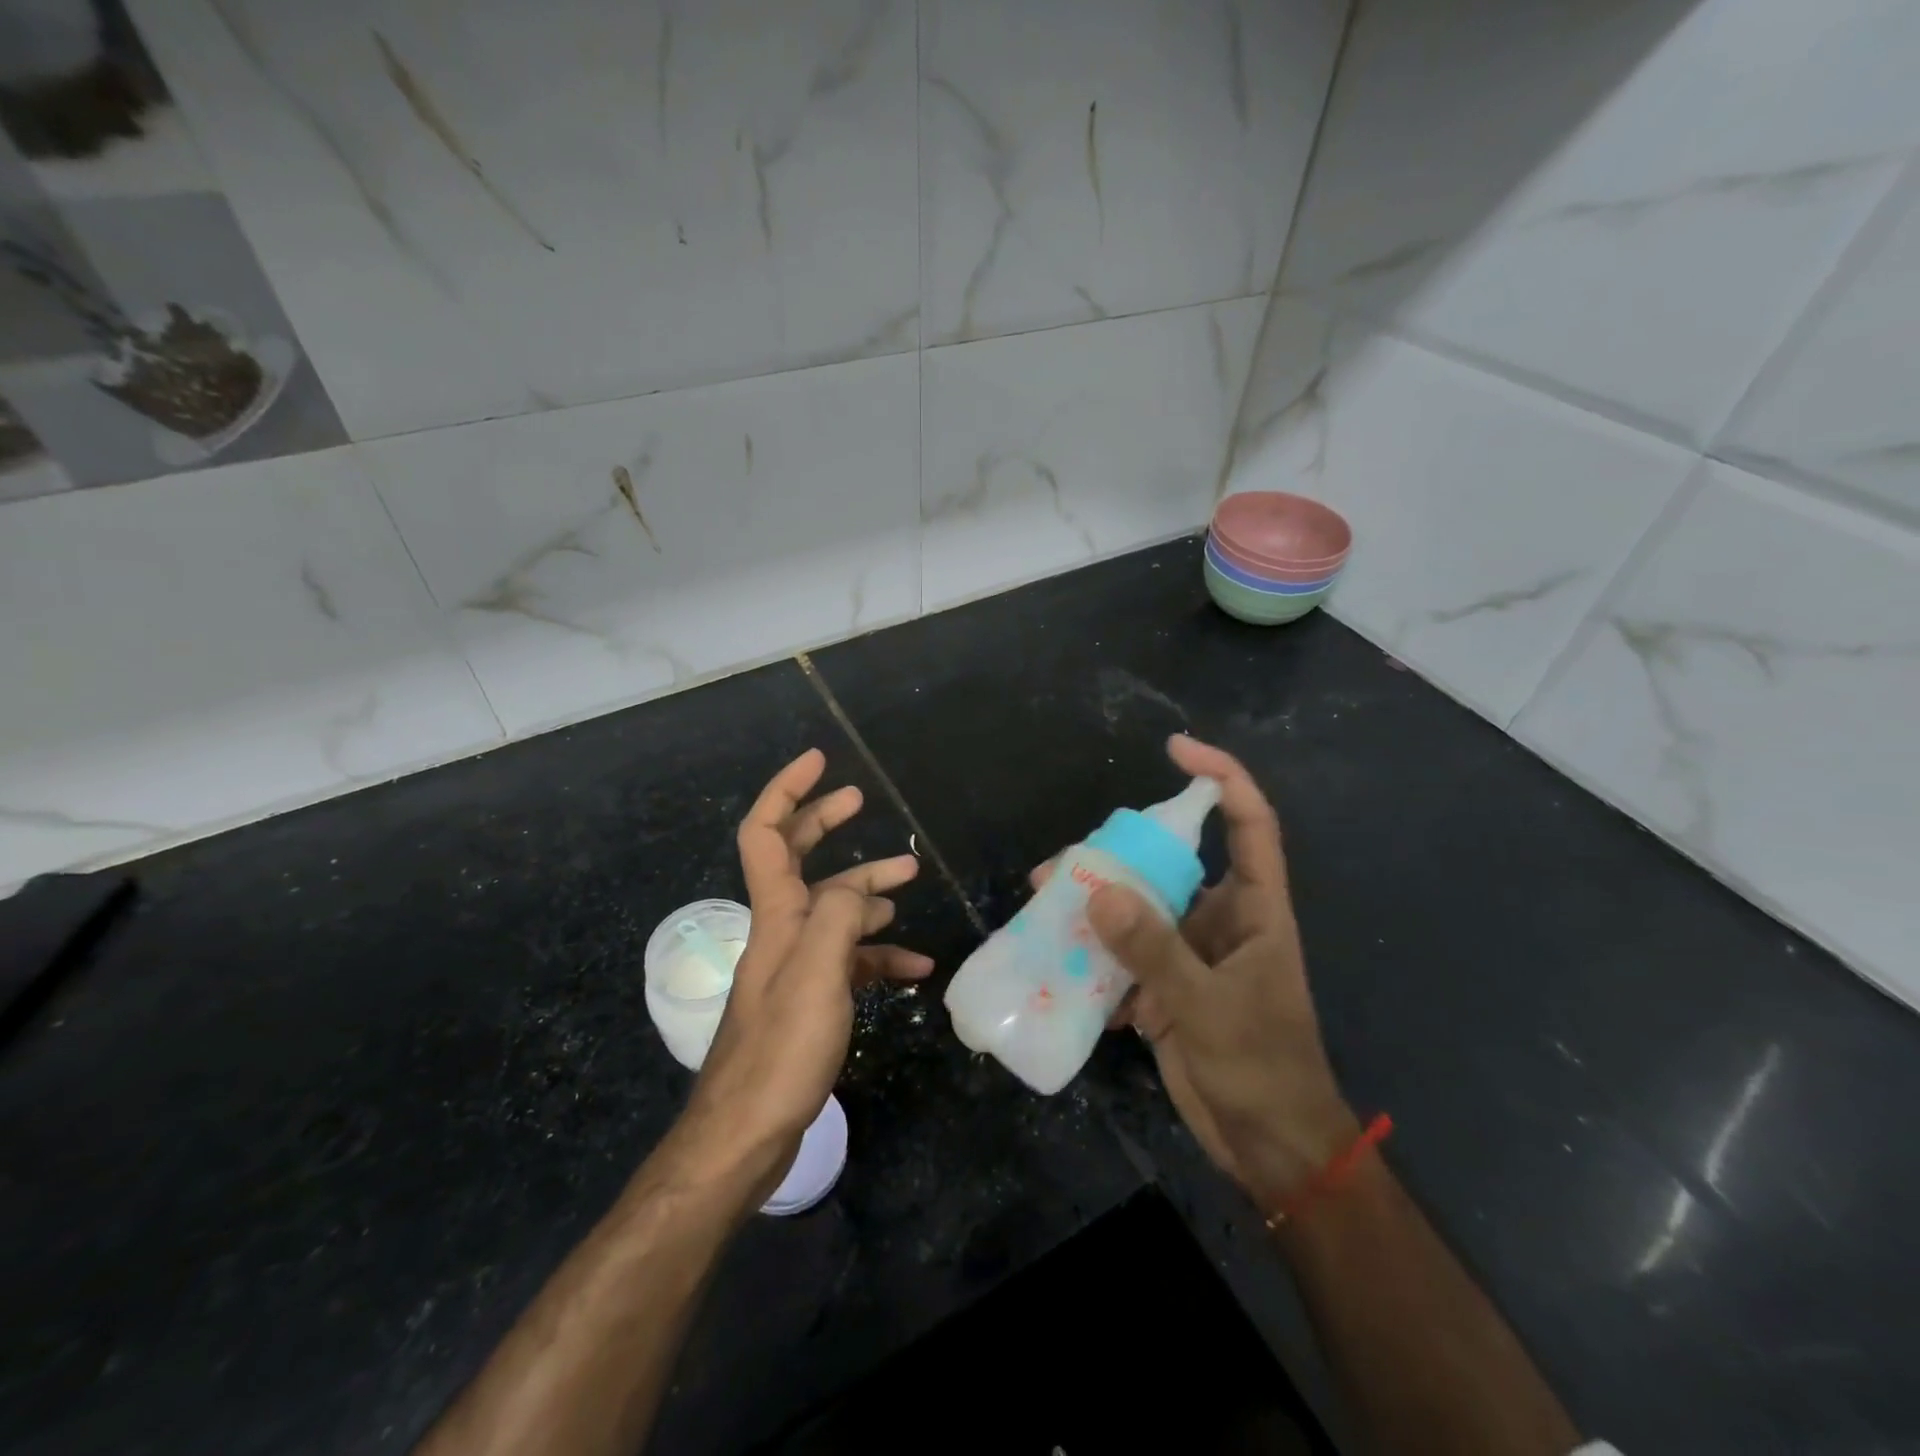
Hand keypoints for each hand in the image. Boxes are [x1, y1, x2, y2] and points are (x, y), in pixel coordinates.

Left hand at [669, 749, 930, 1199]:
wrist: (747, 1134)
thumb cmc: (781, 1049)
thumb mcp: (816, 974)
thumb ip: (837, 916)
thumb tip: (857, 889)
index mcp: (776, 914)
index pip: (767, 833)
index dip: (787, 790)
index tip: (819, 761)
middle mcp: (781, 930)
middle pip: (798, 859)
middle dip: (824, 823)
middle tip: (859, 799)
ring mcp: (796, 966)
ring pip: (833, 910)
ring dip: (868, 891)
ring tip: (910, 882)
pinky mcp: (811, 999)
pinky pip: (849, 961)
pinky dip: (879, 955)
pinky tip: (914, 966)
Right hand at [1035, 735, 1355, 1209]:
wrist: (1271, 1149)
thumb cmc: (1262, 1068)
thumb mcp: (1208, 1007)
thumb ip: (1154, 950)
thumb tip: (1098, 891)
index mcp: (1254, 908)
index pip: (1248, 822)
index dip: (1220, 776)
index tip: (1174, 749)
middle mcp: (1221, 919)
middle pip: (1169, 864)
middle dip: (1116, 857)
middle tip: (1060, 865)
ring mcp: (1191, 953)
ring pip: (1139, 909)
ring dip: (1094, 909)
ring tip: (1044, 907)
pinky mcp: (1167, 987)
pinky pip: (1125, 954)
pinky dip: (1095, 957)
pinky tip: (1061, 965)